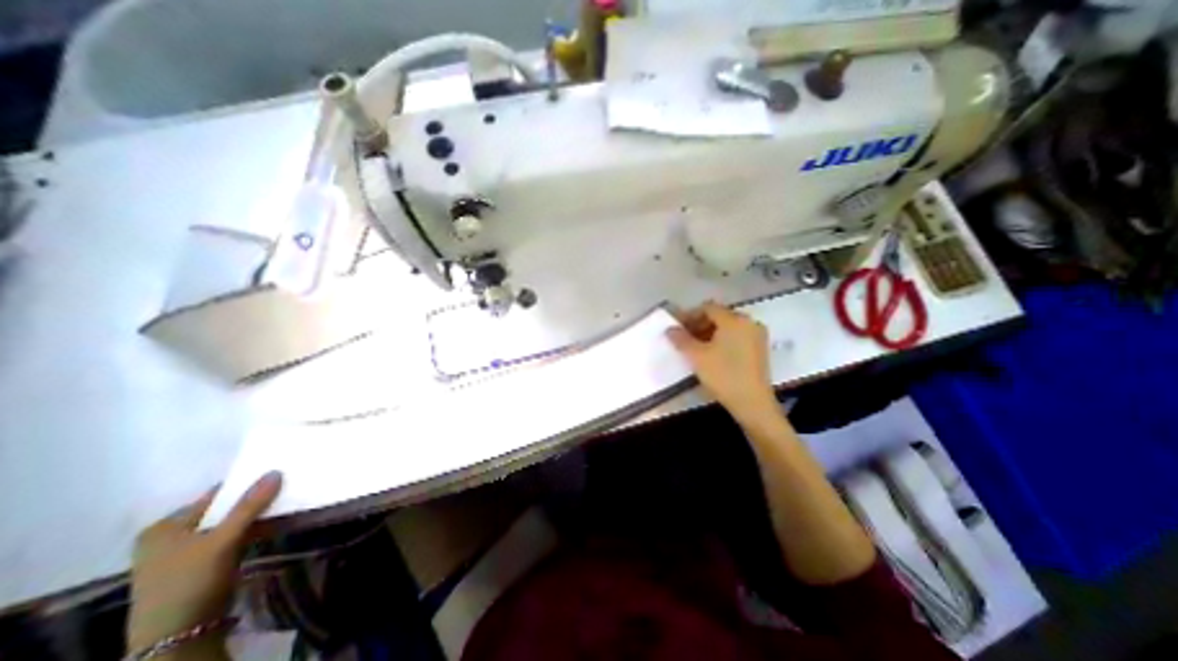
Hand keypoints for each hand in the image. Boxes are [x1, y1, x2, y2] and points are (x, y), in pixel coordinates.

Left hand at [124, 472, 281, 653]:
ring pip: (230, 525)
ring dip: (256, 517)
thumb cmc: (190, 581)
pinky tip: (273, 525)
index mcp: (165, 527)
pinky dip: (251, 531)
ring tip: (285, 503)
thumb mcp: (223, 540)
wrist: (178, 637)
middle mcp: (171, 537)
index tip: (278, 475)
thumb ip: (250, 505)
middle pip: (223, 510)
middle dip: (254, 501)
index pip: (216, 495)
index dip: (247, 485)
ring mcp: (185, 553)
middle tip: (286, 488)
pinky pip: (232, 539)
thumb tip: (276, 471)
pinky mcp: (201, 566)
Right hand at [667, 303, 778, 424]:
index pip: (708, 308)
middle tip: (684, 338)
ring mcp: (757, 335)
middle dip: (699, 325)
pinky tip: (712, 354)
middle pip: (719, 316)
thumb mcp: (697, 356)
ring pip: (728, 327)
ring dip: (709, 333)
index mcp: (734, 320)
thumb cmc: (723, 375)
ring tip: (696, 348)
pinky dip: (722, 340)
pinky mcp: (759, 348)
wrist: (752, 403)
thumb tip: (670, 329)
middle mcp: (749, 322)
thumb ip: (681, 339)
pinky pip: (737, 336)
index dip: (689, 316)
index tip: (677, 329)